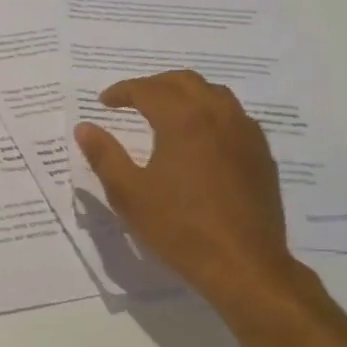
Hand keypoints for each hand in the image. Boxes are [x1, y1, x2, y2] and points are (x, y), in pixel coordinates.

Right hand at [74, 71, 300, 304]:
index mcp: (184, 120)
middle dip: (154, 84)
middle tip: (130, 100)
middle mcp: (219, 116)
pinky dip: (209, 113)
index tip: (104, 102)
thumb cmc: (179, 228)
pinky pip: (234, 116)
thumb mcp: (129, 194)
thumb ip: (104, 155)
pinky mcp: (261, 154)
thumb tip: (85, 127)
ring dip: (184, 94)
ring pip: (214, 94)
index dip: (122, 91)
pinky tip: (199, 138)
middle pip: (184, 81)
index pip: (148, 90)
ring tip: (164, 112)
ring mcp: (246, 134)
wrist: (243, 264)